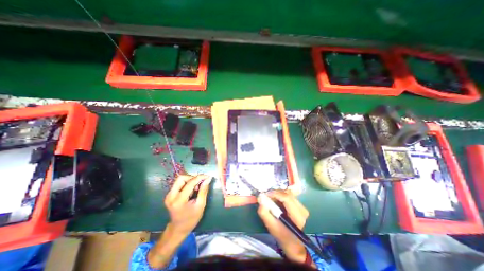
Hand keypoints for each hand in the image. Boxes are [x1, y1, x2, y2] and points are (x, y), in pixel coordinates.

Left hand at [164, 175, 211, 236]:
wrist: (178, 229)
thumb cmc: (191, 219)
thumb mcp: (200, 205)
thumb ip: (203, 190)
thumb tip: (208, 179)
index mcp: (179, 201)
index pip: (189, 183)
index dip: (199, 177)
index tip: (207, 176)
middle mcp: (171, 196)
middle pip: (181, 178)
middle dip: (193, 178)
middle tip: (200, 183)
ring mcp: (168, 195)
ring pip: (180, 180)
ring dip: (190, 180)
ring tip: (196, 188)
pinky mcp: (169, 195)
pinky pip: (179, 184)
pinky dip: (187, 184)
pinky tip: (191, 191)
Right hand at [257, 189, 309, 263]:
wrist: (292, 242)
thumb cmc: (281, 235)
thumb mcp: (270, 226)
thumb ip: (264, 212)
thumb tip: (260, 198)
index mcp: (297, 216)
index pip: (287, 198)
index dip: (275, 194)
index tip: (265, 194)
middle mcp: (302, 210)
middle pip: (287, 194)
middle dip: (275, 193)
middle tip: (267, 196)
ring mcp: (302, 207)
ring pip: (288, 193)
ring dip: (278, 194)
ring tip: (271, 199)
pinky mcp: (300, 205)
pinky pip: (289, 195)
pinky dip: (281, 196)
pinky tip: (276, 201)